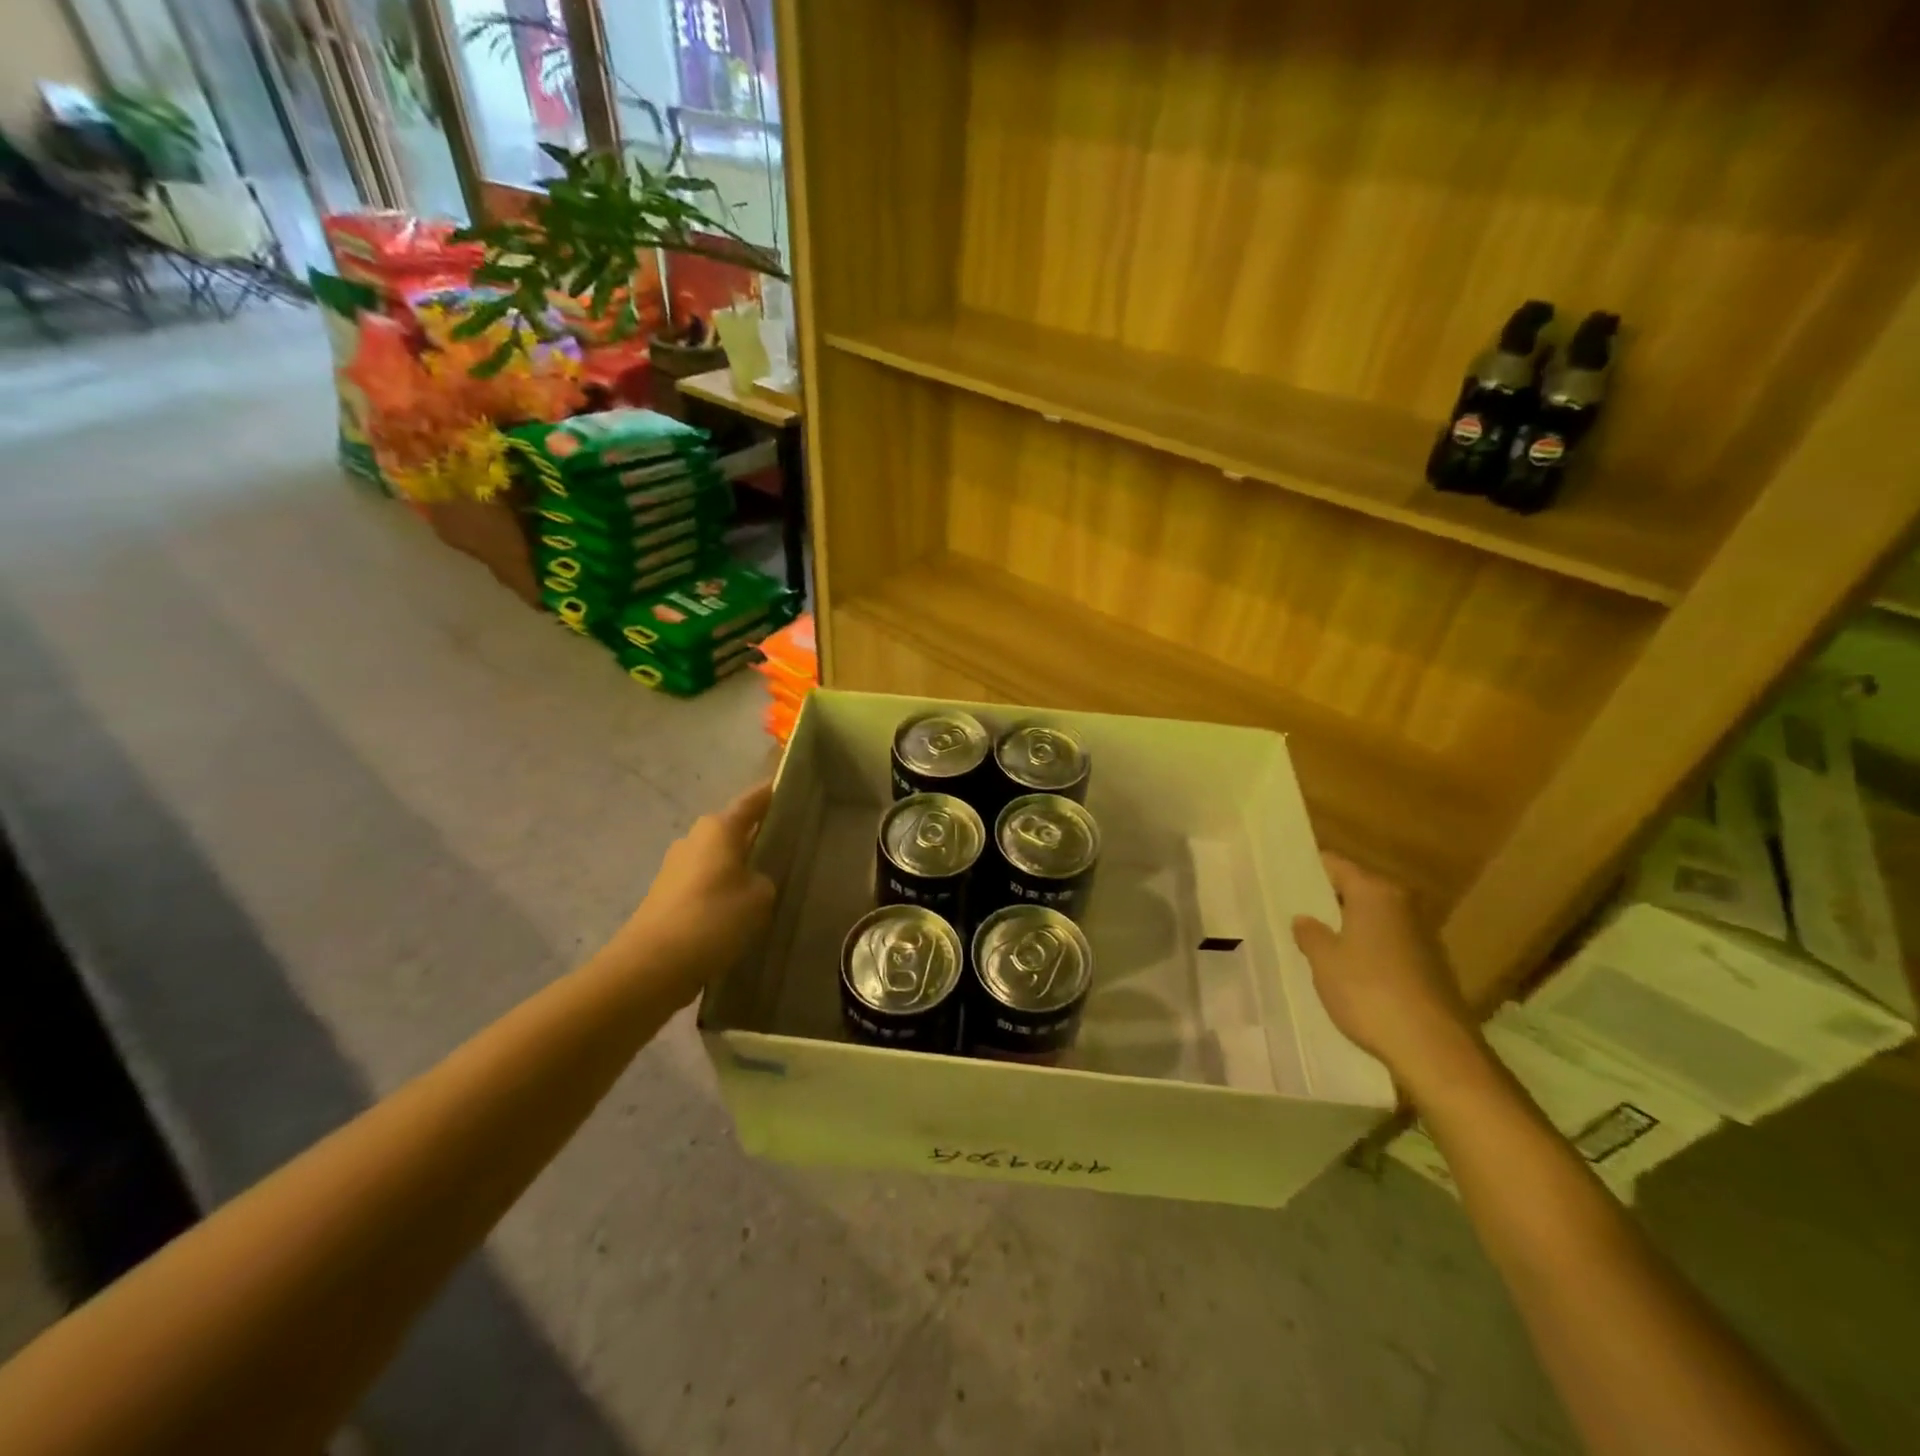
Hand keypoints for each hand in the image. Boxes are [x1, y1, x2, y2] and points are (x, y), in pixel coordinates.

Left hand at [609, 781, 776, 1006]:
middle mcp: (695, 839)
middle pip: (734, 829)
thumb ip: (765, 879)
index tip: (793, 788)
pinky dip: (724, 891)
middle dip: (759, 835)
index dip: (773, 793)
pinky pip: (706, 884)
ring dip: (740, 867)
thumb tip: (754, 880)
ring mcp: (677, 868)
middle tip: (791, 844)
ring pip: (719, 859)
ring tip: (770, 883)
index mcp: (718, 828)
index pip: (753, 800)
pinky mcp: (668, 896)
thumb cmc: (712, 918)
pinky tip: (741, 912)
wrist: (652, 965)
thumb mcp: (759, 897)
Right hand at [1291, 853, 1480, 1089]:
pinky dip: (1367, 948)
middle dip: (1327, 899)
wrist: (1434, 1048)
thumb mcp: (1324, 961)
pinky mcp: (1430, 965)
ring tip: (1314, 940)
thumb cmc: (1369, 992)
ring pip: (1373, 917)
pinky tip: (1347, 969)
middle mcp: (1403, 904)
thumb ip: (1310, 933)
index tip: (1282, 879)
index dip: (1307, 870)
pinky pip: (1388, 943)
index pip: (1335, 865)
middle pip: (1357, 889)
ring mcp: (1422, 935)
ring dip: (1348, 926)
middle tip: (1292, 910)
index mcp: (1375, 893)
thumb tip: (1304, 919)